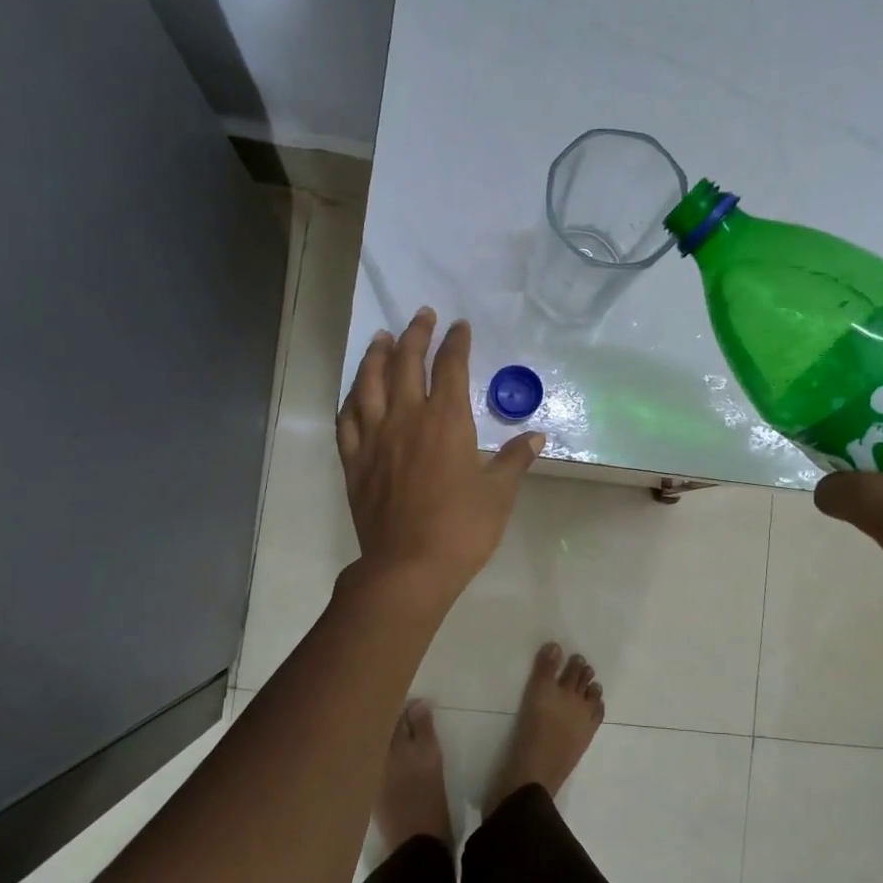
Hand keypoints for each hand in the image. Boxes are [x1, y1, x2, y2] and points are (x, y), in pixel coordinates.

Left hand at [336, 308, 542, 599]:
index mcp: (446, 421)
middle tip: (422, 315)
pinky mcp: (354, 460)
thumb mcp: (499, 494)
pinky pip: (346, 419)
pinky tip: (355, 391)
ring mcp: (374, 437)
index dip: (456, 342)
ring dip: (377, 355)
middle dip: (416, 334)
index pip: (450, 367)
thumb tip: (536, 437)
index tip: (459, 326)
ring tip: (382, 337)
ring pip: (369, 383)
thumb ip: (515, 460)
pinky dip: (351, 398)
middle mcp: (407, 418)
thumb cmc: (462, 529)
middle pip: (406, 363)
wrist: (408, 566)